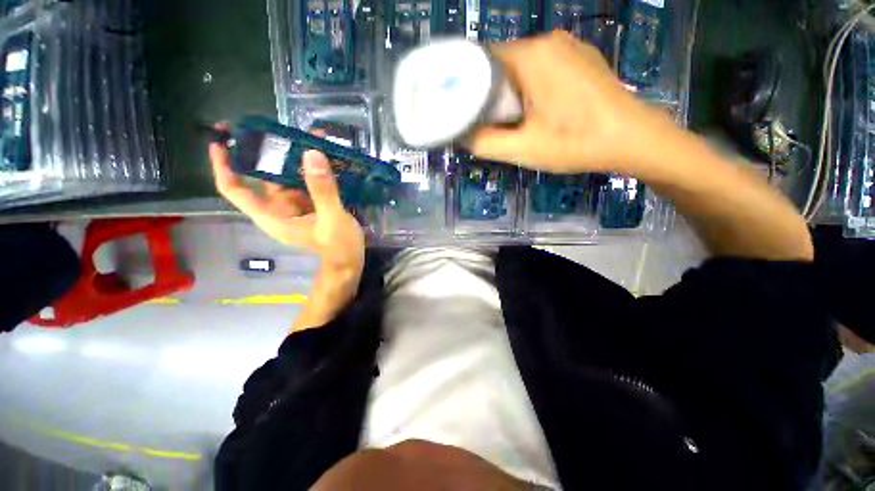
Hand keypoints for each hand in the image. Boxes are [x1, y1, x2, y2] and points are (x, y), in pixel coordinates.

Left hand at [209, 131, 364, 278]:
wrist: (351, 262)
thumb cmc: (338, 247)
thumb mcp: (331, 220)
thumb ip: (323, 190)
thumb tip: (311, 153)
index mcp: (273, 216)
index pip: (235, 190)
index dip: (224, 166)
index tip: (223, 141)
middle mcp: (279, 208)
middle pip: (264, 176)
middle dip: (272, 152)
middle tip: (281, 128)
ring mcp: (297, 205)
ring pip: (289, 176)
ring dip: (298, 157)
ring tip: (312, 136)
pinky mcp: (312, 204)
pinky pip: (307, 181)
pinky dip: (314, 168)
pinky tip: (326, 155)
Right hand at [468, 31, 677, 173]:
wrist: (633, 139)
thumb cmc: (575, 142)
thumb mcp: (522, 149)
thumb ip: (484, 143)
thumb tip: (462, 135)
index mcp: (531, 55)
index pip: (482, 59)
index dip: (468, 85)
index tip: (464, 109)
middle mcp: (549, 41)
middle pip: (502, 63)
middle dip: (491, 93)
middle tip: (492, 124)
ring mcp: (570, 47)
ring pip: (523, 67)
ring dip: (512, 92)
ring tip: (516, 121)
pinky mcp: (582, 59)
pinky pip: (544, 68)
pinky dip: (533, 88)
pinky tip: (541, 112)